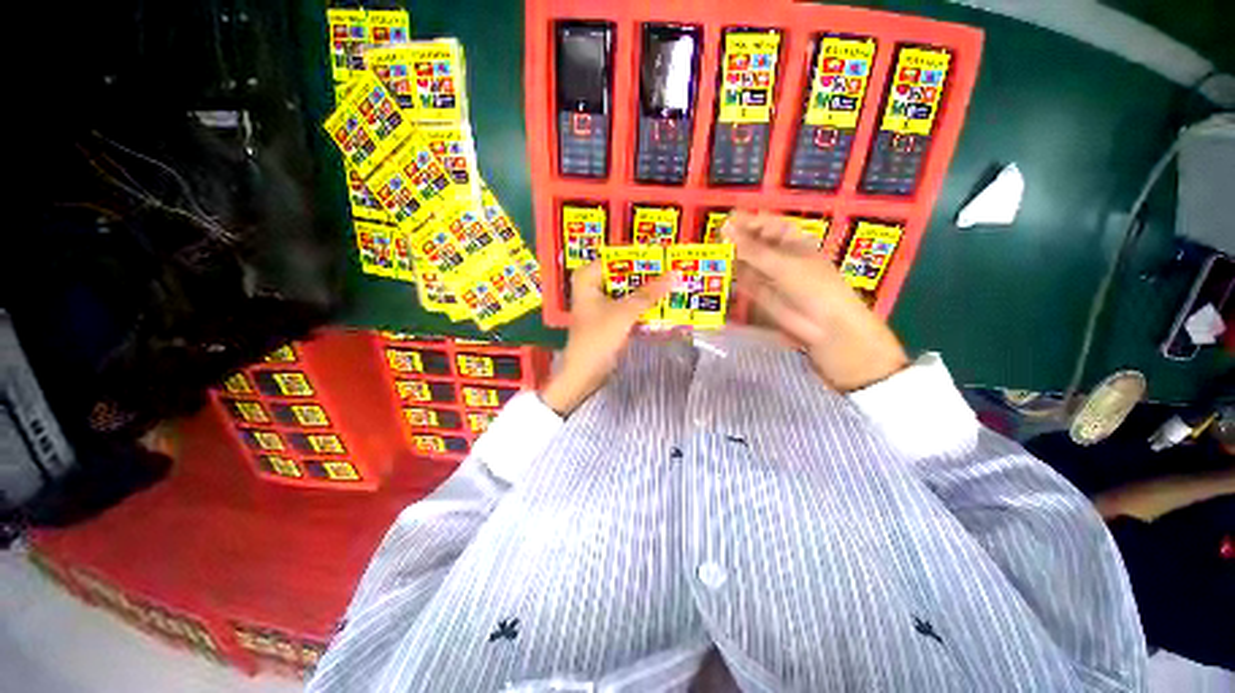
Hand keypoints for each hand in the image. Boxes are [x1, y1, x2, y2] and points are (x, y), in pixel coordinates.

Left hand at [540, 261, 671, 415]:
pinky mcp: (611, 319)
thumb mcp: (624, 313)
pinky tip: (665, 304)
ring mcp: (603, 304)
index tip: (666, 256)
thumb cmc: (598, 338)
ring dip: (649, 292)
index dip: (641, 257)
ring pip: (630, 292)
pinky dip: (645, 307)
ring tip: (675, 284)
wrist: (584, 375)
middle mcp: (594, 287)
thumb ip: (649, 294)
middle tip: (675, 270)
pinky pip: (631, 307)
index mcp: (588, 278)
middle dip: (649, 276)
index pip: (618, 258)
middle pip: (625, 276)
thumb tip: (675, 274)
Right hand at [724, 210, 908, 392]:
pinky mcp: (760, 293)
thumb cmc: (812, 286)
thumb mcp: (782, 264)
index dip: (747, 221)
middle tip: (717, 238)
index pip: (766, 224)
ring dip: (733, 258)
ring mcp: (769, 275)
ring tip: (715, 254)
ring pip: (747, 261)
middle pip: (754, 242)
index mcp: (791, 241)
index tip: (726, 221)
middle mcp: (779, 255)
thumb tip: (725, 229)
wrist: (824, 325)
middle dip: (737, 239)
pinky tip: (722, 271)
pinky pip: (745, 280)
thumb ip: (751, 249)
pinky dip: (735, 276)